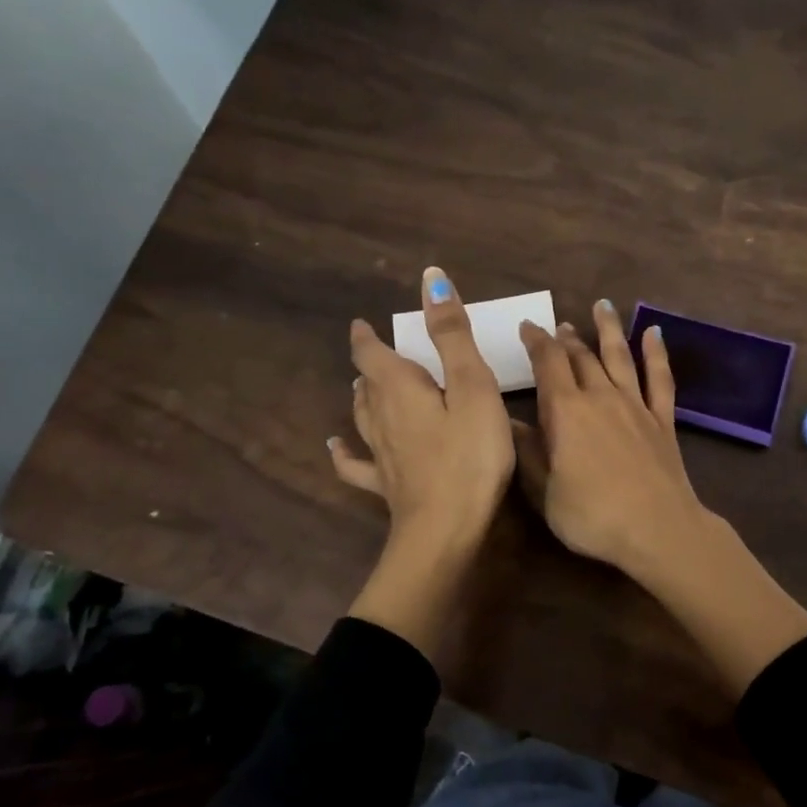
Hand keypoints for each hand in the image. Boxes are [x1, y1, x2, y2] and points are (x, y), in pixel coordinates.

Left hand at [330, 267, 514, 660]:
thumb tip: (430, 278)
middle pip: (367, 384)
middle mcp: (380, 417)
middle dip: (370, 365)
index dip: (367, 337)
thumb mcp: (471, 387)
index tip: (363, 324)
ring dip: (360, 397)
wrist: (446, 529)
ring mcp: (380, 454)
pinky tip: (335, 447)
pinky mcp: (386, 485)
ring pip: (362, 417)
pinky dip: (344, 450)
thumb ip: (451, 335)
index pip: (373, 353)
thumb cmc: (469, 454)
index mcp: (399, 388)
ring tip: (361, 387)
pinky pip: (355, 463)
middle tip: (376, 354)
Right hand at [513, 300, 707, 577]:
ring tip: (602, 305)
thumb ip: (526, 453)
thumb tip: (505, 421)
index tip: (527, 327)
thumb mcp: (543, 492)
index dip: (536, 342)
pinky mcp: (662, 419)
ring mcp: (635, 405)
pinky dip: (656, 353)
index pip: (548, 364)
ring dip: (609, 329)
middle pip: (582, 356)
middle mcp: (600, 397)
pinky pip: (660, 378)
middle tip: (559, 326)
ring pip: (619, 356)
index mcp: (565, 411)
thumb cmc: (592, 515)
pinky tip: (655, 332)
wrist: (657, 529)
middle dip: (567, 338)